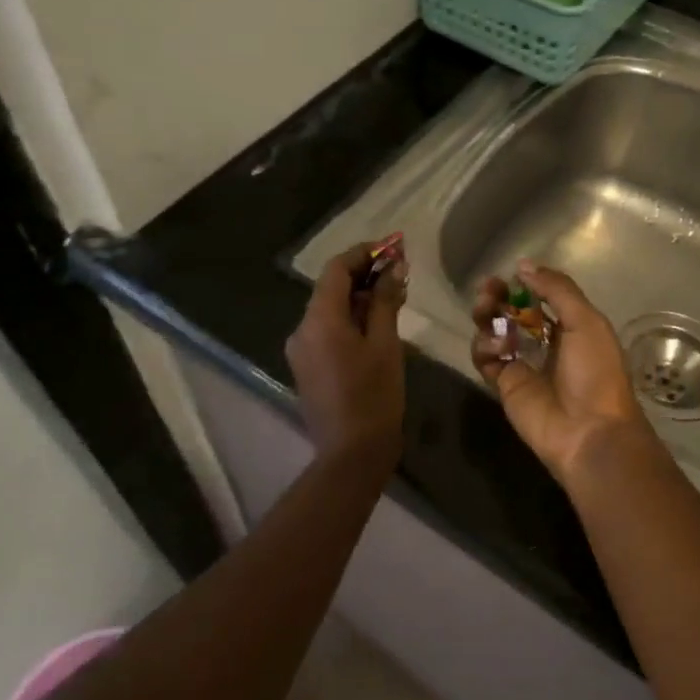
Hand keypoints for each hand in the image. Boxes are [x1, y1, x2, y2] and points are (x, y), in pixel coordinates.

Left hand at [286, 241, 407, 469]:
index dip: (363, 253)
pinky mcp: (306, 367)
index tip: (391, 247)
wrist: (351, 453)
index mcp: (319, 319)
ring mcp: (300, 350)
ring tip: (392, 297)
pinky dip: (349, 320)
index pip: (336, 269)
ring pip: (328, 310)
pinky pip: (326, 330)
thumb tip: (393, 267)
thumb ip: (385, 301)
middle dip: (363, 275)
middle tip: (398, 271)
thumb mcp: (385, 344)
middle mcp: (302, 329)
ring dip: (358, 298)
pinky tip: (375, 325)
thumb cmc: (374, 395)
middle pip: (330, 288)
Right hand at [471, 260, 654, 485]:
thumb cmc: (595, 373)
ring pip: (493, 331)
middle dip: (498, 296)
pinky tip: (498, 348)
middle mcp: (544, 342)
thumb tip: (523, 265)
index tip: (510, 274)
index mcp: (570, 326)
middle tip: (488, 289)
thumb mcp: (586, 321)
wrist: (589, 431)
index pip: (539, 297)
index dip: (523, 284)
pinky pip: (484, 358)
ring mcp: (522, 363)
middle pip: (511, 311)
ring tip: (487, 313)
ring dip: (487, 316)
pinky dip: (485, 346)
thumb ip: (557, 290)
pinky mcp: (503, 384)